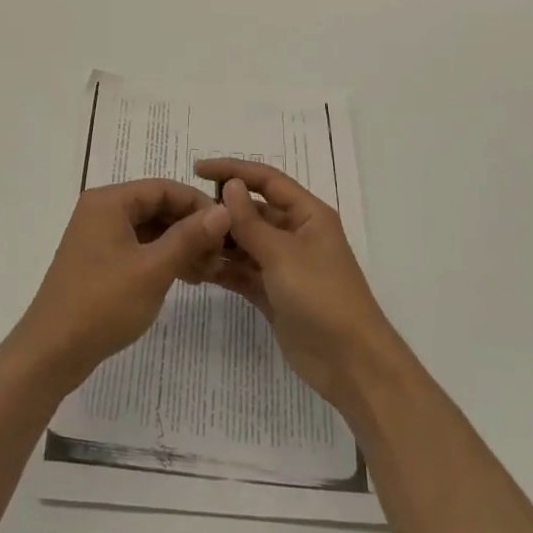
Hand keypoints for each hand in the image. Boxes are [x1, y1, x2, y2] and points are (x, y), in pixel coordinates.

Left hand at [11, 178, 230, 393]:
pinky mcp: (100, 262)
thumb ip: (189, 237)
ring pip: (150, 230)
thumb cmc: (102, 304)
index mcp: (109, 201)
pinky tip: (188, 278)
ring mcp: (99, 237)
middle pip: (157, 207)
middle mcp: (102, 211)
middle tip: (222, 255)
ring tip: (211, 270)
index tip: (229, 228)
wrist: (51, 352)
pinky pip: (139, 248)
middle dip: (192, 227)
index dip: (198, 204)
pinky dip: (163, 258)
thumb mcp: (153, 269)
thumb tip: (225, 210)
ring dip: (181, 245)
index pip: (164, 187)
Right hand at [194, 158, 404, 413]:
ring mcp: (283, 265)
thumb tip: (229, 185)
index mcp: (308, 215)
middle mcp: (296, 234)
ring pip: (244, 243)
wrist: (350, 363)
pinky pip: (242, 272)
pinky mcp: (272, 293)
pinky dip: (222, 268)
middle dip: (221, 210)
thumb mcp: (283, 254)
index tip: (197, 169)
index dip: (233, 170)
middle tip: (183, 213)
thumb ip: (251, 221)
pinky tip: (194, 267)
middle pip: (253, 211)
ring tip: (182, 240)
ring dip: (218, 241)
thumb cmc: (322, 297)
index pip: (266, 180)